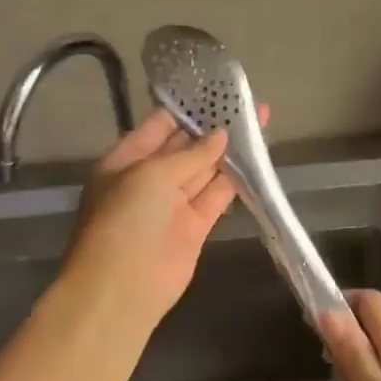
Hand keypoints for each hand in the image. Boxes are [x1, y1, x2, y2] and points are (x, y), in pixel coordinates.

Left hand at [62, 109, 239, 329]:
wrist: (120, 289)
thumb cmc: (125, 220)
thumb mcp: (151, 175)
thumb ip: (190, 155)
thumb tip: (221, 135)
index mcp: (127, 159)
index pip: (160, 125)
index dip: (188, 109)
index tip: (218, 91)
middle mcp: (150, 178)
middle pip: (186, 145)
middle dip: (213, 126)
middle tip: (246, 102)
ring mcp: (173, 203)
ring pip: (205, 169)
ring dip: (230, 149)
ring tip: (259, 121)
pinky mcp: (195, 226)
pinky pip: (217, 196)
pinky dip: (235, 179)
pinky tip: (255, 158)